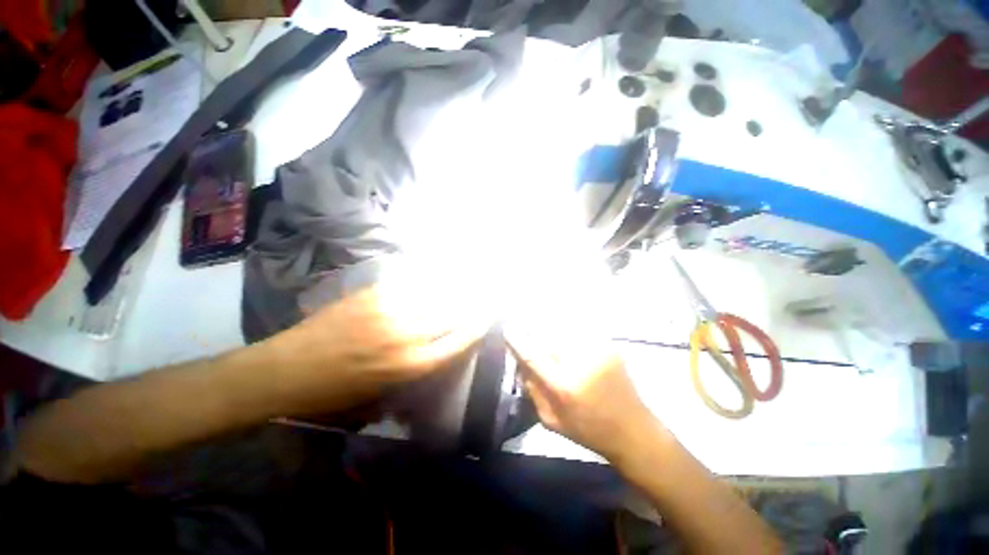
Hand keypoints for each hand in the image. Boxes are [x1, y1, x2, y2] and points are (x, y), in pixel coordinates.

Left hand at [272, 259, 494, 415]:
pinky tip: (436, 277)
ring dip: (455, 289)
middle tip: (485, 294)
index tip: (490, 315)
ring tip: (467, 281)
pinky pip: (412, 284)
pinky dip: (428, 281)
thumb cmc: (335, 393)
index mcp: (412, 365)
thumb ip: (416, 369)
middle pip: (453, 314)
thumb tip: (439, 350)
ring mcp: (392, 310)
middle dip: (473, 304)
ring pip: (436, 295)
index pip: (460, 341)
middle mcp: (409, 335)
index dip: (478, 326)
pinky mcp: (375, 294)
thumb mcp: (382, 395)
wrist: (288, 369)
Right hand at [505, 312, 657, 461]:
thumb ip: (532, 390)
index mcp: (564, 387)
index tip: (506, 329)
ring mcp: (598, 351)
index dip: (517, 340)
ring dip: (551, 329)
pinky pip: (581, 330)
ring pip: (564, 328)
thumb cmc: (588, 431)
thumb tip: (520, 362)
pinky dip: (569, 330)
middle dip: (535, 332)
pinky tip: (567, 338)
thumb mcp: (551, 420)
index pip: (533, 356)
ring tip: (548, 333)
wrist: (633, 430)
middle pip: (548, 335)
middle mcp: (581, 364)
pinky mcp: (610, 346)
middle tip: (529, 334)